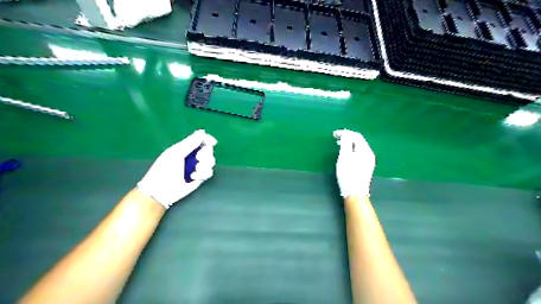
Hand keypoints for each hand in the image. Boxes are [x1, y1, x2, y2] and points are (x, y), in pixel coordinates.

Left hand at [137, 128, 216, 208]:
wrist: (162, 190)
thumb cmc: (165, 169)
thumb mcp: (176, 153)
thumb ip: (190, 142)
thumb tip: (202, 131)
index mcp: (185, 148)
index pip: (201, 140)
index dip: (208, 140)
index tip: (212, 142)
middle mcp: (193, 156)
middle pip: (208, 150)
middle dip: (206, 154)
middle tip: (198, 159)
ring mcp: (197, 167)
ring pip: (211, 161)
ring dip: (205, 165)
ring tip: (196, 170)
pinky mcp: (200, 177)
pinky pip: (209, 172)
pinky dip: (203, 174)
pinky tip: (194, 177)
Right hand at [332, 128, 374, 197]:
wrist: (355, 193)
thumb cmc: (348, 174)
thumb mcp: (345, 156)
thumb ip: (345, 142)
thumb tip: (345, 133)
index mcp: (365, 150)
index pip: (356, 136)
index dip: (345, 133)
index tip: (334, 134)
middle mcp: (369, 154)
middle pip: (359, 141)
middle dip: (347, 137)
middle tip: (335, 138)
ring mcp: (368, 161)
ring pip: (358, 147)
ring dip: (349, 143)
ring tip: (338, 144)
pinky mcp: (365, 167)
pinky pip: (358, 153)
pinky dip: (351, 150)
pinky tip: (345, 154)